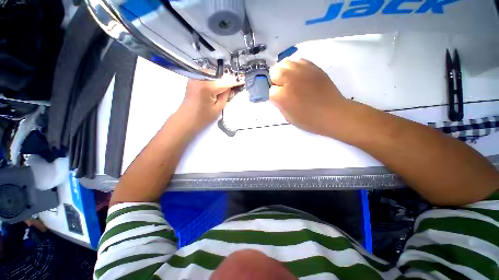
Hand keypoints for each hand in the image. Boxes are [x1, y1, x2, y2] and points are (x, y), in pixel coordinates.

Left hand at [177, 79, 238, 132]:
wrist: (185, 120)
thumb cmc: (202, 118)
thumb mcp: (218, 108)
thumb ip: (225, 96)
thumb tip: (231, 87)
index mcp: (207, 86)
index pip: (225, 82)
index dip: (235, 81)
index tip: (243, 79)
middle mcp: (199, 77)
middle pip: (218, 75)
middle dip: (227, 78)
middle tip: (236, 82)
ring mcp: (194, 77)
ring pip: (213, 74)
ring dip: (221, 78)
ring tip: (228, 84)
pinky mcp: (192, 80)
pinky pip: (206, 77)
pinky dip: (214, 79)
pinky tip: (218, 84)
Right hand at [270, 59, 348, 136]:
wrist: (333, 113)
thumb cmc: (309, 120)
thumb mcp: (288, 117)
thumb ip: (279, 104)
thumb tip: (276, 95)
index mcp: (283, 96)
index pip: (269, 90)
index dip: (273, 95)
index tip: (278, 99)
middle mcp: (290, 80)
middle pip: (274, 71)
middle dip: (275, 80)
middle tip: (282, 88)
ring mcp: (302, 71)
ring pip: (285, 63)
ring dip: (284, 72)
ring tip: (289, 80)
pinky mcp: (313, 67)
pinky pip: (298, 61)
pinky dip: (295, 67)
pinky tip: (299, 75)